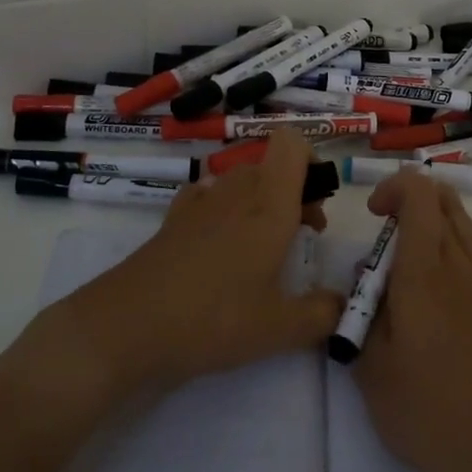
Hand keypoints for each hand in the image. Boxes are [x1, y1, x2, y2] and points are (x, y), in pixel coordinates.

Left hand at [49, 129, 341, 399]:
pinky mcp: (174, 218)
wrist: (129, 325)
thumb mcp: (279, 329)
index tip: (318, 203)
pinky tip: (221, 249)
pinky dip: (224, 211)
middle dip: (294, 191)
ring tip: (264, 250)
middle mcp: (237, 191)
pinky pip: (210, 197)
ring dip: (261, 203)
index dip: (311, 160)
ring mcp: (201, 202)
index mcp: (269, 204)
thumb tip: (342, 306)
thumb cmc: (214, 318)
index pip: (292, 142)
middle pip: (271, 164)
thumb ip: (322, 314)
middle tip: (301, 237)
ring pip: (242, 181)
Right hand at [352, 170, 471, 471]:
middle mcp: (461, 265)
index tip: (374, 216)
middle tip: (386, 238)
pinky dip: (459, 250)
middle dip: (411, 201)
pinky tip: (445, 286)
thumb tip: (366, 280)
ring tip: (410, 263)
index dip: (393, 188)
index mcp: (424, 271)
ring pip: (465, 223)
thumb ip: (361, 311)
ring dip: (435, 223)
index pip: (419, 193)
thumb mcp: (369, 364)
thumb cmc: (423, 410)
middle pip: (444, 199)